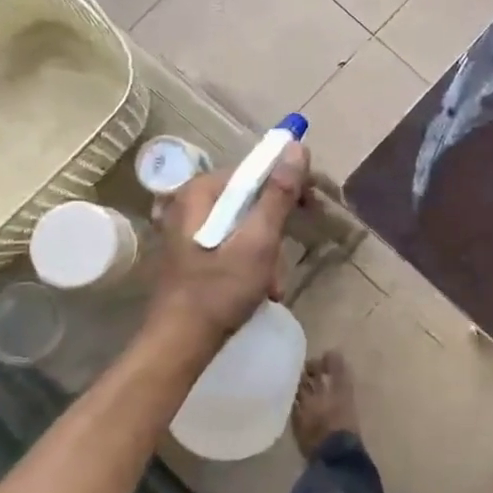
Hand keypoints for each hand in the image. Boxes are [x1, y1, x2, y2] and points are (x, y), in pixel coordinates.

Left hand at [146, 143, 308, 344]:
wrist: (179, 345)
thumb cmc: (219, 291)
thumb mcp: (257, 241)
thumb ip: (278, 194)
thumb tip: (296, 147)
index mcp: (200, 192)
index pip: (256, 171)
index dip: (289, 184)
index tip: (313, 206)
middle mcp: (190, 203)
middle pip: (251, 198)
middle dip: (277, 228)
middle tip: (289, 252)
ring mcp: (189, 230)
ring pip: (246, 225)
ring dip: (268, 252)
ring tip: (273, 283)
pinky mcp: (193, 253)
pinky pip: (233, 244)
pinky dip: (252, 262)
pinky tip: (261, 289)